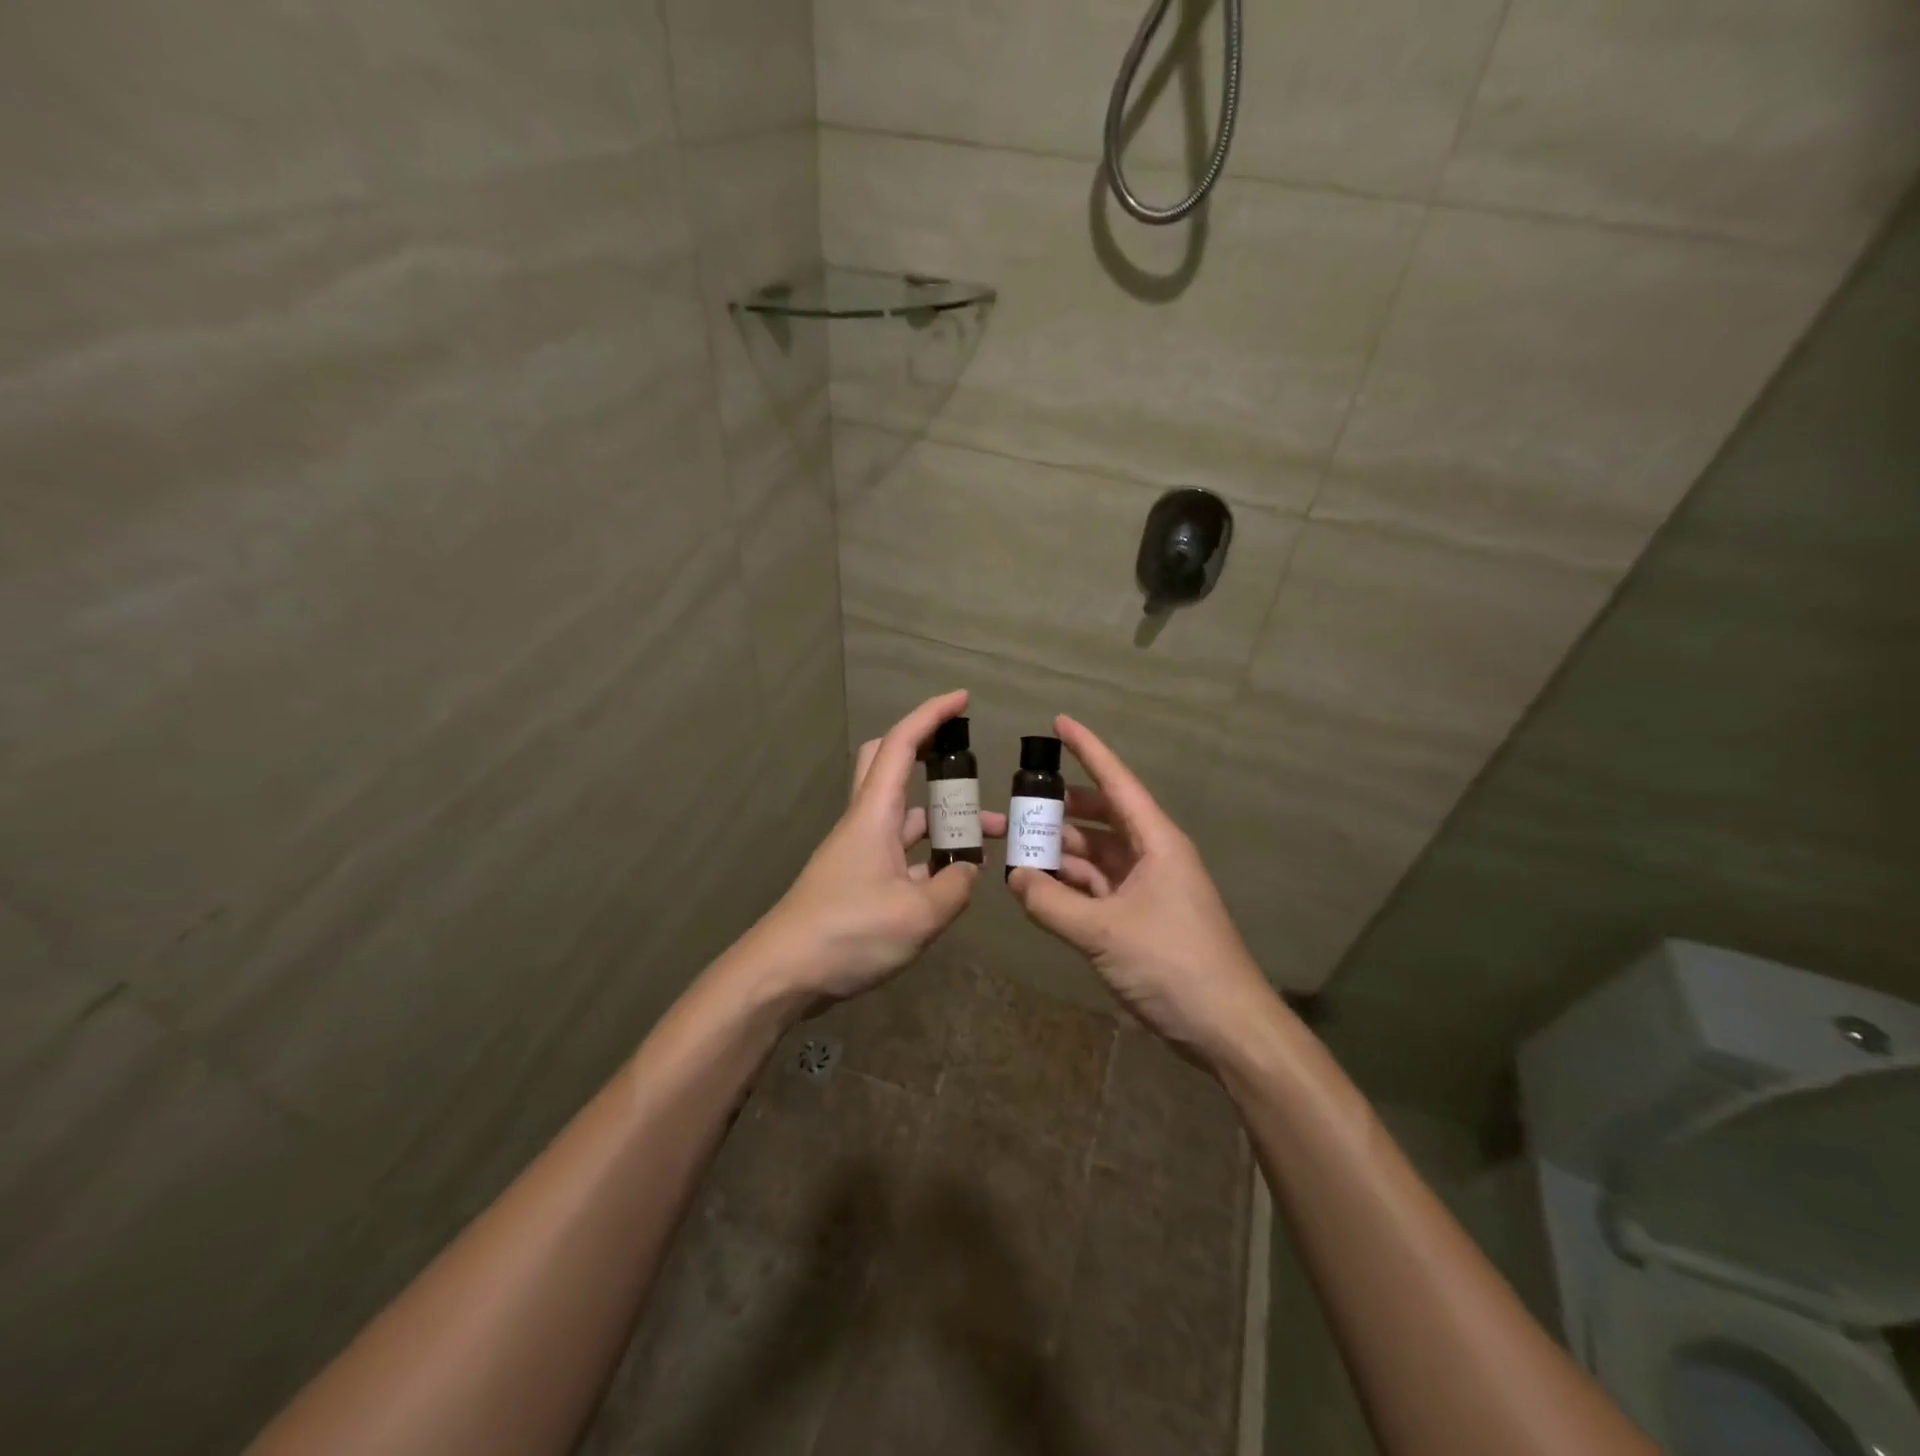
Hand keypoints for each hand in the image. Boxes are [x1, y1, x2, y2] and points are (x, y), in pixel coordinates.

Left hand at [752, 690, 1006, 1003]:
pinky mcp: (859, 881)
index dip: (932, 715)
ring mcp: (860, 853)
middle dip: (930, 753)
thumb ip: (955, 887)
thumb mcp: (918, 914)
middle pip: (890, 765)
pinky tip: (956, 877)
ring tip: (991, 835)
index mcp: (874, 814)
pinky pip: (902, 852)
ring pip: (905, 815)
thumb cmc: (848, 933)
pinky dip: (931, 854)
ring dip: (943, 817)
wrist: (783, 974)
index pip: (902, 745)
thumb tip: (970, 870)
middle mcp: (865, 823)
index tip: (963, 699)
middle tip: (967, 762)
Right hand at [1007, 715, 1274, 1063]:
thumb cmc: (1173, 965)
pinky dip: (1069, 886)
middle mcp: (1152, 856)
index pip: (1117, 782)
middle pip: (1100, 818)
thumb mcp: (1105, 933)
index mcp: (1156, 842)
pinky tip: (1038, 888)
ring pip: (1095, 855)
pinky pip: (1097, 888)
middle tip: (1014, 804)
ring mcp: (1147, 888)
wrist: (1226, 1028)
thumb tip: (1013, 878)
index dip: (1088, 750)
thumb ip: (1052, 904)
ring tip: (1015, 848)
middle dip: (1058, 810)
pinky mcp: (1140, 918)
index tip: (1059, 723)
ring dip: (1059, 852)